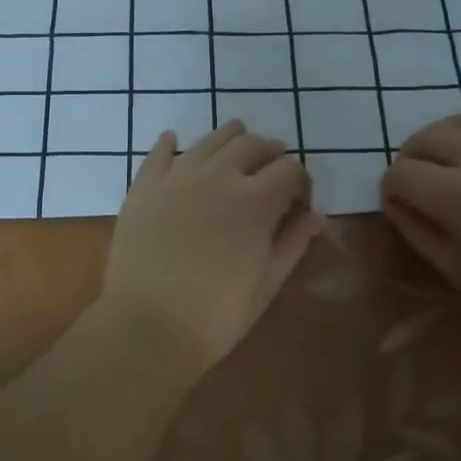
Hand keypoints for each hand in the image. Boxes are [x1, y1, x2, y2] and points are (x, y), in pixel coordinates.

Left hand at [100, 120, 323, 374]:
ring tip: (237, 135)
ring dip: (229, 136)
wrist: (148, 325)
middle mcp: (219, 175)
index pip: (290, 170)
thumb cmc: (217, 314)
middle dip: (270, 152)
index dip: (301, 182)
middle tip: (273, 166)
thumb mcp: (267, 283)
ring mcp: (177, 177)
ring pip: (209, 141)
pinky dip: (169, 144)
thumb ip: (293, 243)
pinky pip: (158, 154)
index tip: (299, 201)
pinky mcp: (144, 187)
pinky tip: (172, 139)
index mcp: (256, 200)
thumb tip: (316, 216)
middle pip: (252, 145)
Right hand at [381, 105, 460, 355]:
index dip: (390, 188)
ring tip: (453, 158)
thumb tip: (395, 205)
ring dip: (448, 135)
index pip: (402, 174)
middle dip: (411, 156)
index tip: (397, 204)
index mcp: (458, 197)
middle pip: (429, 137)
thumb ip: (420, 234)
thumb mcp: (460, 274)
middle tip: (417, 179)